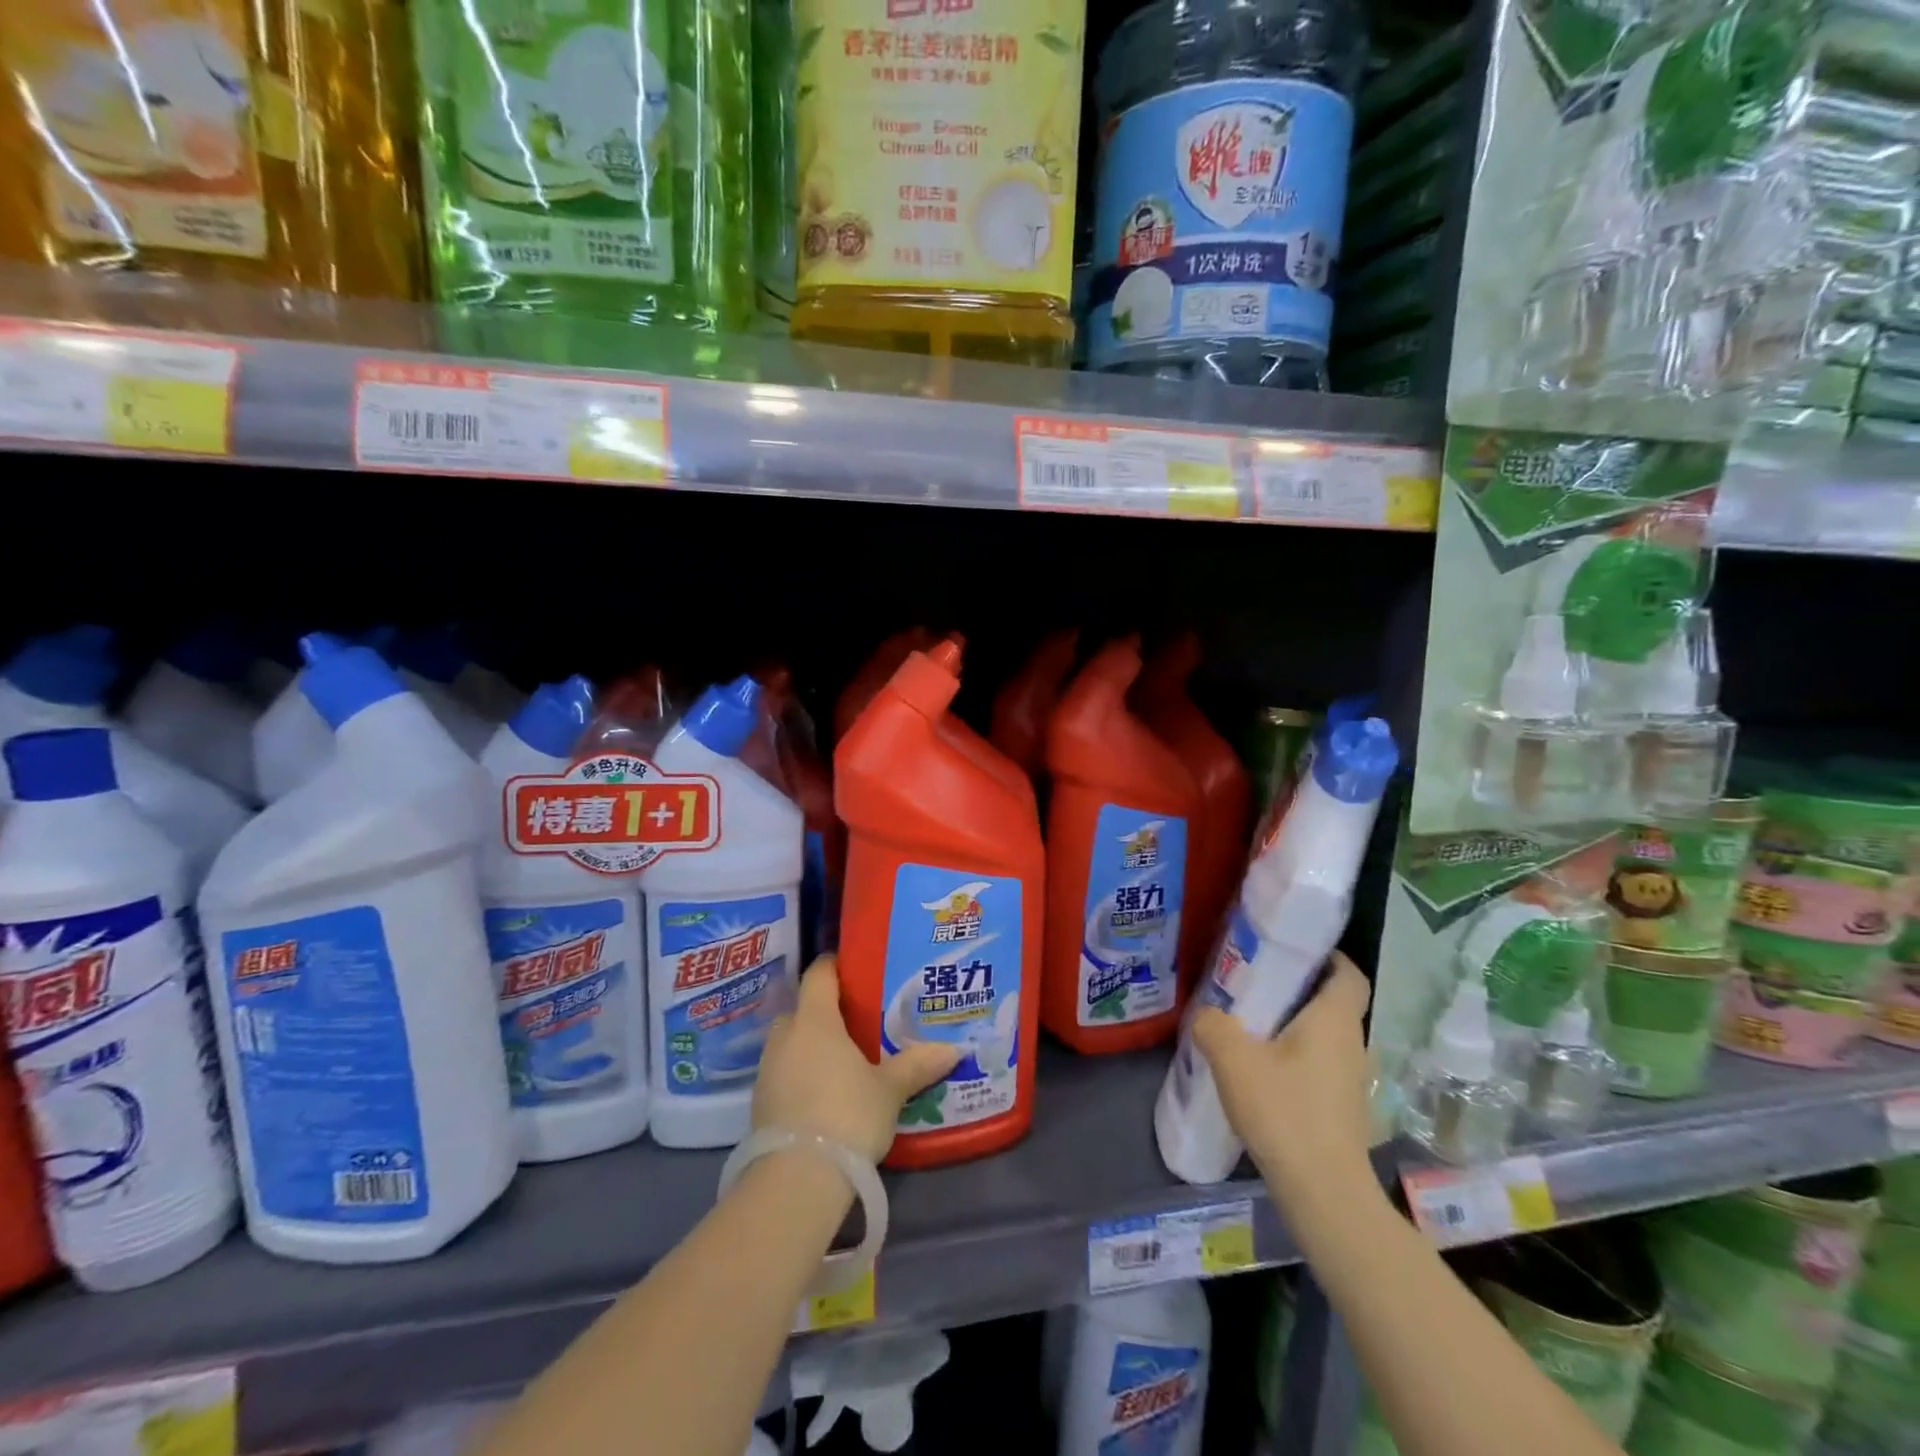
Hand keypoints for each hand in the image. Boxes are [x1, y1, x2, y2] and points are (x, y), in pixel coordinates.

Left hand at [754, 955, 959, 1164]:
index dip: (836, 966)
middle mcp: (785, 1035)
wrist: (796, 1179)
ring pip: (791, 1041)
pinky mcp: (760, 1101)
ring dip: (811, 1045)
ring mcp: (767, 1068)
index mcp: (815, 1020)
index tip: (857, 970)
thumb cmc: (847, 1115)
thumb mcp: (889, 1090)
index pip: (819, 973)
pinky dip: (801, 1073)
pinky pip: (783, 1071)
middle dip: (826, 1011)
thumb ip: (917, 1065)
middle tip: (858, 1022)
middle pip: (803, 1008)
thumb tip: (953, 1049)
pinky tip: (824, 1092)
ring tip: (844, 1059)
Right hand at [1189, 953, 1377, 1206]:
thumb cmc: (1284, 1112)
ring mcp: (1351, 1078)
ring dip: (1294, 1024)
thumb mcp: (1233, 1059)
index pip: (1348, 973)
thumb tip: (1206, 1014)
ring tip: (1250, 1023)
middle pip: (1332, 1002)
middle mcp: (1352, 1043)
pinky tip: (1261, 1068)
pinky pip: (1320, 1062)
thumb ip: (1212, 1025)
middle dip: (1298, 988)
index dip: (1327, 956)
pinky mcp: (1342, 1106)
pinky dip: (1295, 1054)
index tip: (1291, 950)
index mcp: (1334, 1020)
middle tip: (1254, 982)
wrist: (1323, 1193)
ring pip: (1325, 1034)